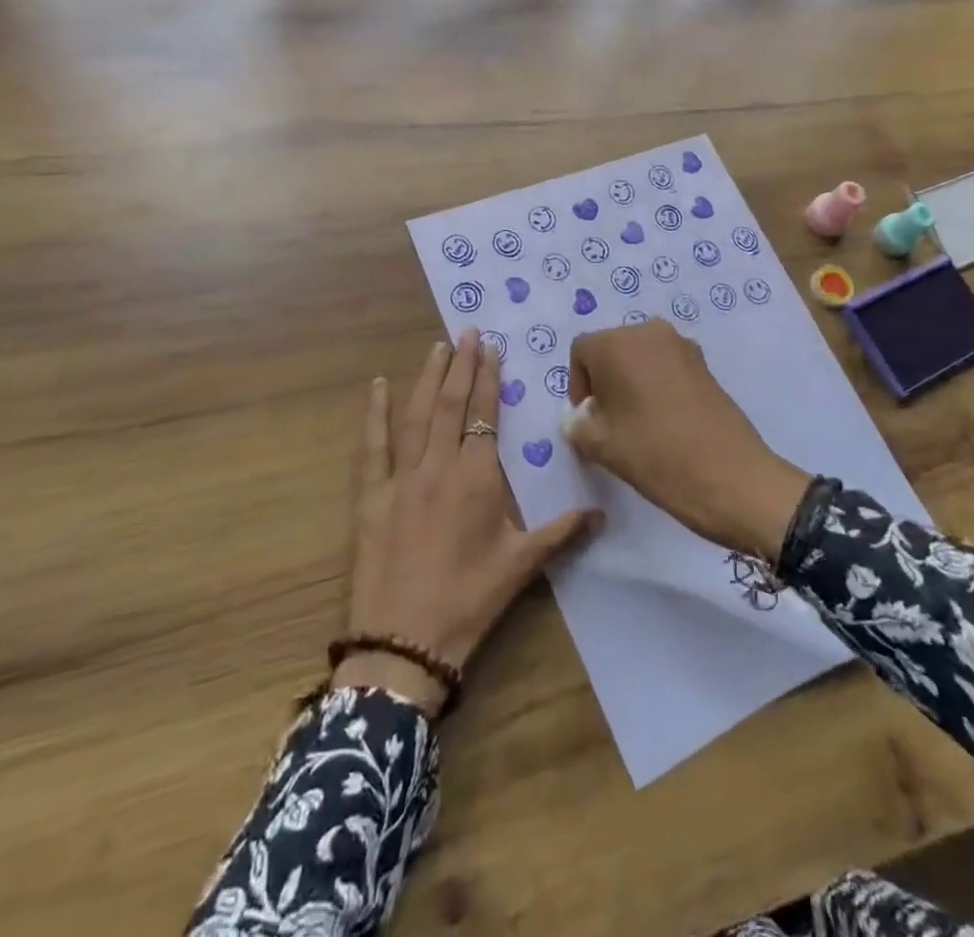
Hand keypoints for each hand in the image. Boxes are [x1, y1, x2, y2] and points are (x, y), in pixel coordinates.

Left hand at [338, 330, 600, 715]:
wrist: (405, 643)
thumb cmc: (469, 601)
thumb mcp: (521, 566)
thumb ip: (561, 531)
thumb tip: (602, 512)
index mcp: (477, 479)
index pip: (484, 415)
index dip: (489, 379)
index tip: (492, 347)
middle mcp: (439, 467)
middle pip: (450, 404)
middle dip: (461, 365)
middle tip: (467, 331)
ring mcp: (401, 478)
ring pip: (415, 415)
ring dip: (427, 377)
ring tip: (438, 347)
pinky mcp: (371, 496)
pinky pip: (373, 445)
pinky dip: (375, 413)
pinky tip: (378, 386)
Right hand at [566, 321, 810, 559]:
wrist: (731, 477)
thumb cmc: (655, 455)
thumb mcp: (600, 446)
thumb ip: (577, 425)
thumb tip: (580, 418)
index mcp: (616, 343)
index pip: (581, 352)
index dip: (578, 385)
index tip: (588, 419)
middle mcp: (649, 331)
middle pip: (612, 349)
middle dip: (605, 380)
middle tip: (610, 422)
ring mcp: (682, 345)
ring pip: (641, 357)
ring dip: (632, 382)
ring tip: (637, 422)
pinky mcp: (705, 364)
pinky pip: (666, 365)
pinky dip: (657, 384)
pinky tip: (665, 421)